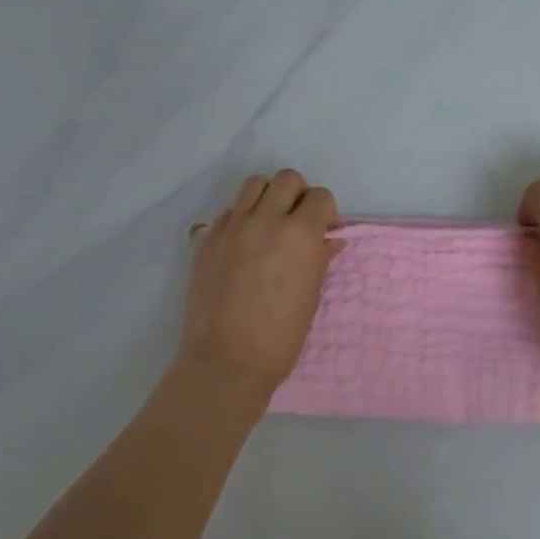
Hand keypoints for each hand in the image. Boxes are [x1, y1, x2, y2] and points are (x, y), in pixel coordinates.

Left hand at [176, 169, 339, 406]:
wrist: (228, 359)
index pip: (320, 196)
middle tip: (298, 223)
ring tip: (270, 224)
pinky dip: (243, 218)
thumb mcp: (312, 294)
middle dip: (299, 195)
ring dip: (268, 197)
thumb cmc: (281, 335)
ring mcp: (232, 227)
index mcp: (298, 234)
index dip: (326, 212)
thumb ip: (321, 257)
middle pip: (287, 179)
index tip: (324, 232)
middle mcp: (265, 220)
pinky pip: (230, 211)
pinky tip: (245, 245)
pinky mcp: (208, 239)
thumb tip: (331, 238)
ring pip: (254, 184)